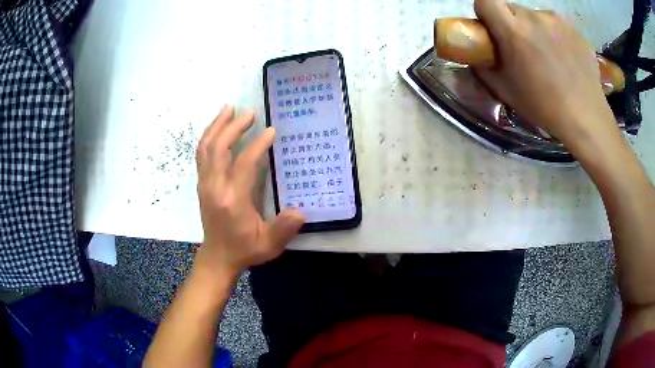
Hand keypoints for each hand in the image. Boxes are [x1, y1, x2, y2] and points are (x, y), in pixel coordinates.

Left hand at [195, 105, 304, 274]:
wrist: (217, 257)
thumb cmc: (244, 249)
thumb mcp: (268, 244)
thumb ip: (283, 228)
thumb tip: (300, 211)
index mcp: (233, 200)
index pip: (243, 163)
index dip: (258, 145)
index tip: (271, 131)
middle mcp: (214, 187)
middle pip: (219, 148)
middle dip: (233, 127)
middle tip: (249, 113)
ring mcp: (204, 184)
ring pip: (206, 147)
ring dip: (217, 126)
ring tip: (229, 109)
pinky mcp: (201, 183)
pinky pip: (201, 154)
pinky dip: (208, 136)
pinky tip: (217, 128)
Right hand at [473, 0, 617, 145]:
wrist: (586, 119)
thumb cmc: (543, 107)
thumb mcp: (504, 90)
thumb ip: (484, 65)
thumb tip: (478, 53)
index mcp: (513, 30)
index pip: (485, 0)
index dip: (485, 12)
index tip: (493, 29)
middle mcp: (534, 16)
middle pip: (512, 9)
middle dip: (512, 24)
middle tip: (523, 50)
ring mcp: (557, 21)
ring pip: (536, 17)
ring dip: (535, 30)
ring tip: (549, 57)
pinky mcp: (575, 30)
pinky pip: (557, 26)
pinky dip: (556, 37)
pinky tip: (565, 60)